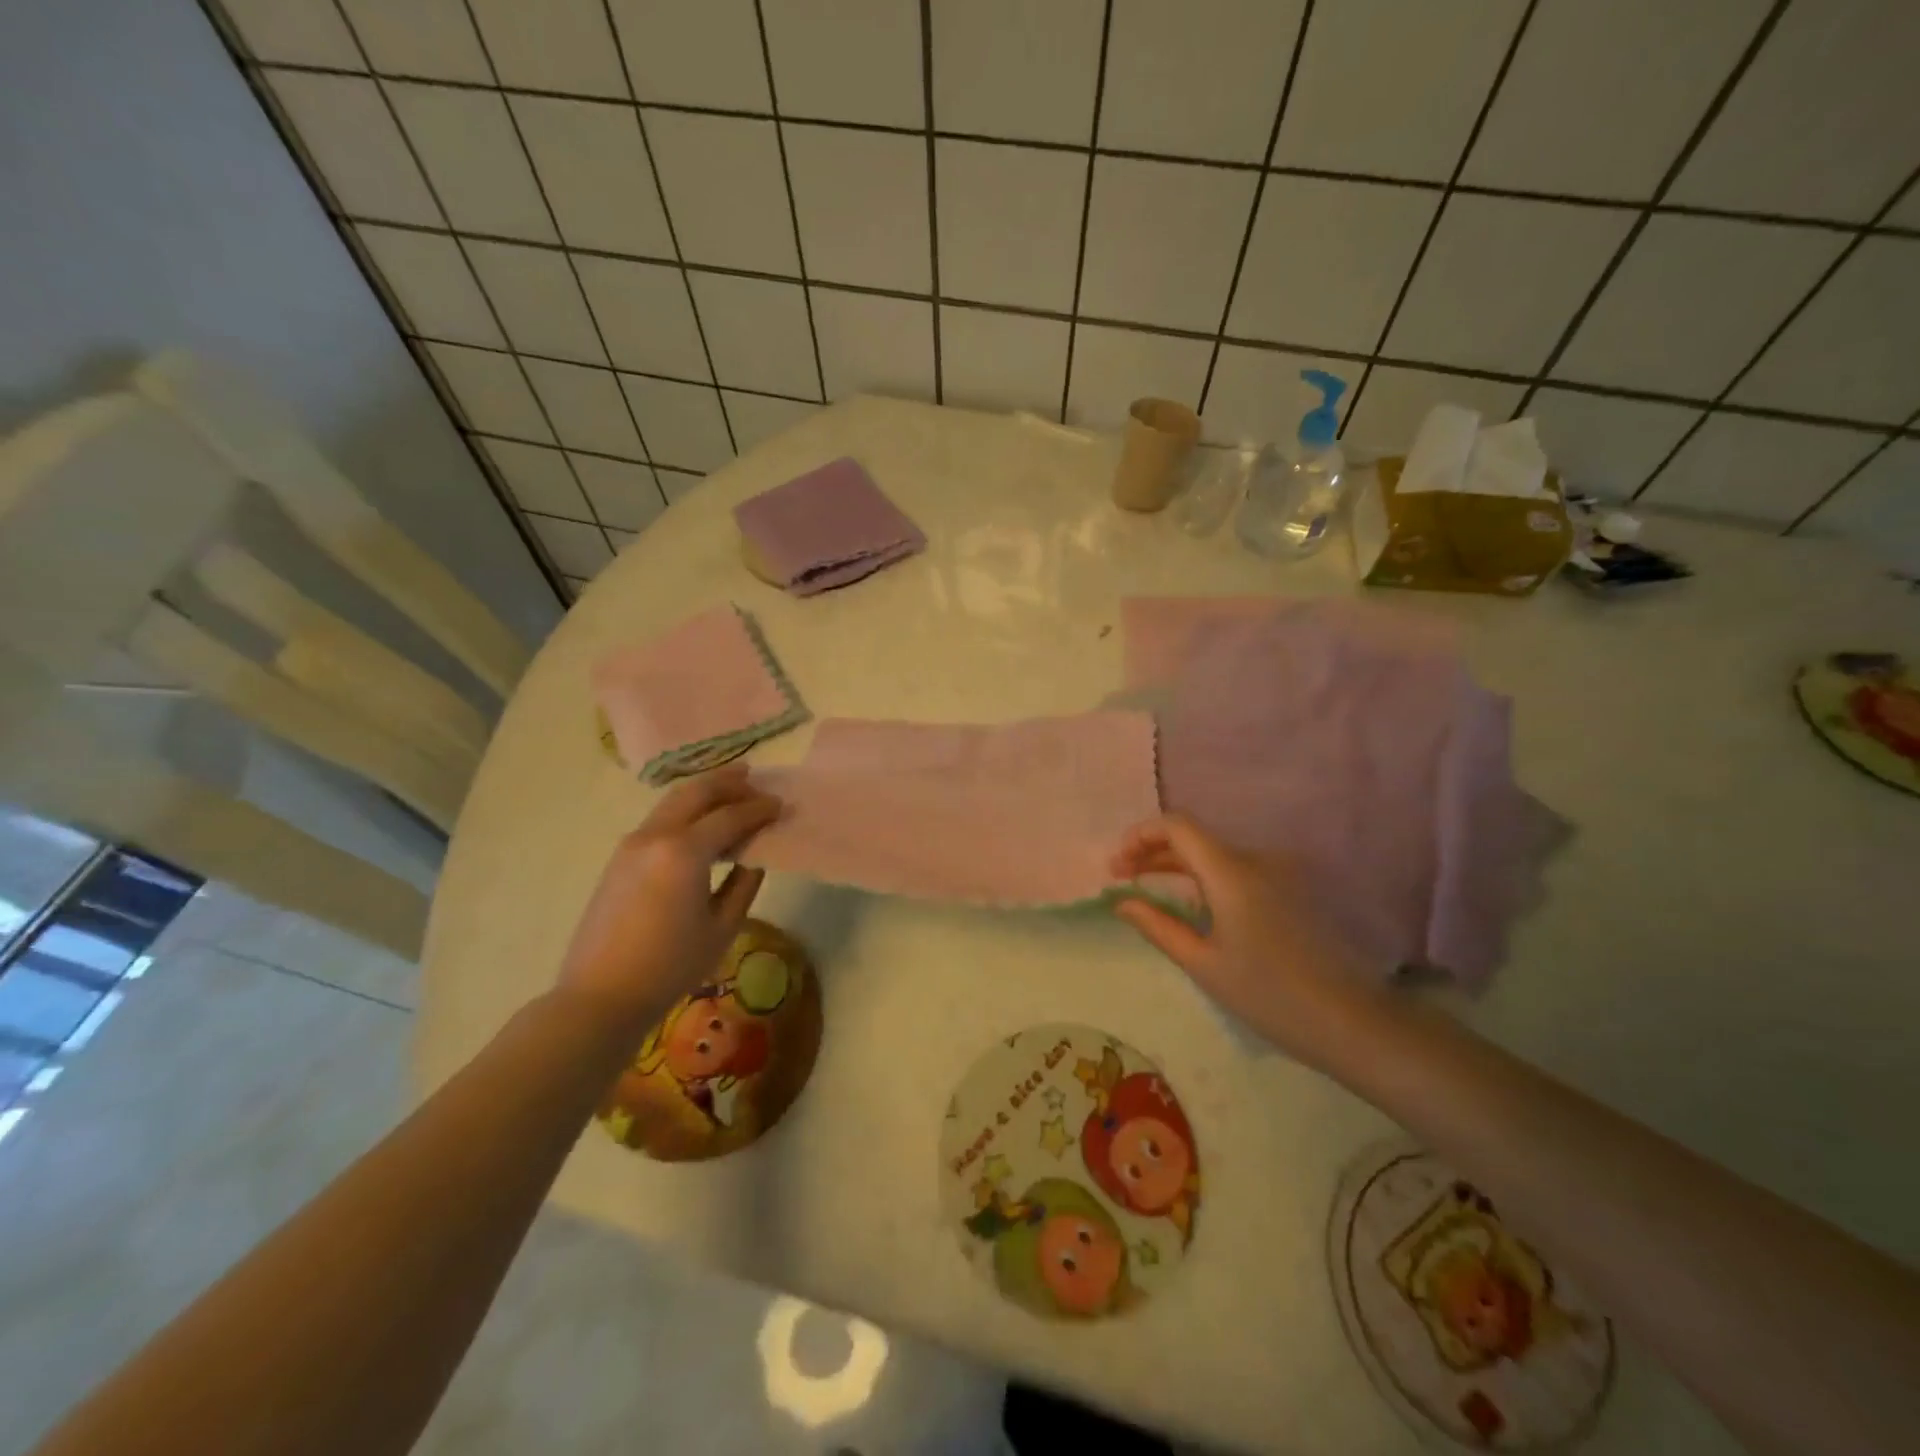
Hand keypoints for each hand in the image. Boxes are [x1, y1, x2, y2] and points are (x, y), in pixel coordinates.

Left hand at [556, 766, 780, 1037]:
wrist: (601, 994)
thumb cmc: (671, 965)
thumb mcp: (723, 926)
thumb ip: (744, 882)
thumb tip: (753, 855)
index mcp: (685, 851)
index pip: (730, 816)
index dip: (759, 808)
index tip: (780, 804)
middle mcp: (656, 835)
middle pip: (696, 792)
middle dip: (727, 782)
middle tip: (754, 778)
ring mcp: (632, 843)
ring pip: (673, 801)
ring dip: (704, 791)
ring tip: (730, 789)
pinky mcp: (620, 857)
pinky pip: (660, 819)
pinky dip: (685, 810)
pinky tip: (700, 822)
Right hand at [1111, 815, 1376, 1065]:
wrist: (1350, 1021)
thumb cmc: (1268, 995)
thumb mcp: (1202, 964)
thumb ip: (1157, 926)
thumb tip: (1122, 902)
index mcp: (1231, 872)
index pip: (1176, 826)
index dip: (1140, 835)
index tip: (1116, 865)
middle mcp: (1255, 860)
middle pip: (1194, 839)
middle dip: (1152, 853)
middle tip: (1122, 879)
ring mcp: (1278, 873)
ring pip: (1215, 855)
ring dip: (1177, 866)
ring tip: (1149, 891)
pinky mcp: (1292, 890)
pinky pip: (1237, 871)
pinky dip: (1205, 878)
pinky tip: (1192, 905)